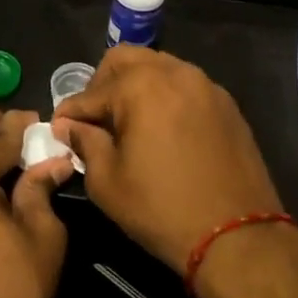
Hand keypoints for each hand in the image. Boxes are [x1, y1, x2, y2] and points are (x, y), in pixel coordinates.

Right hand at [53, 47, 283, 271]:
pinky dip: (166, 97)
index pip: (91, 93)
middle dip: (102, 85)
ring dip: (136, 86)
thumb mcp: (108, 182)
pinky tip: (162, 130)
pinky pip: (186, 86)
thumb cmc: (162, 209)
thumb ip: (84, 143)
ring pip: (159, 67)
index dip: (69, 113)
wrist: (238, 237)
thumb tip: (69, 126)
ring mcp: (205, 86)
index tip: (59, 130)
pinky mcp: (227, 104)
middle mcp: (174, 73)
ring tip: (129, 123)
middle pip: (125, 60)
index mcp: (140, 87)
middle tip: (95, 119)